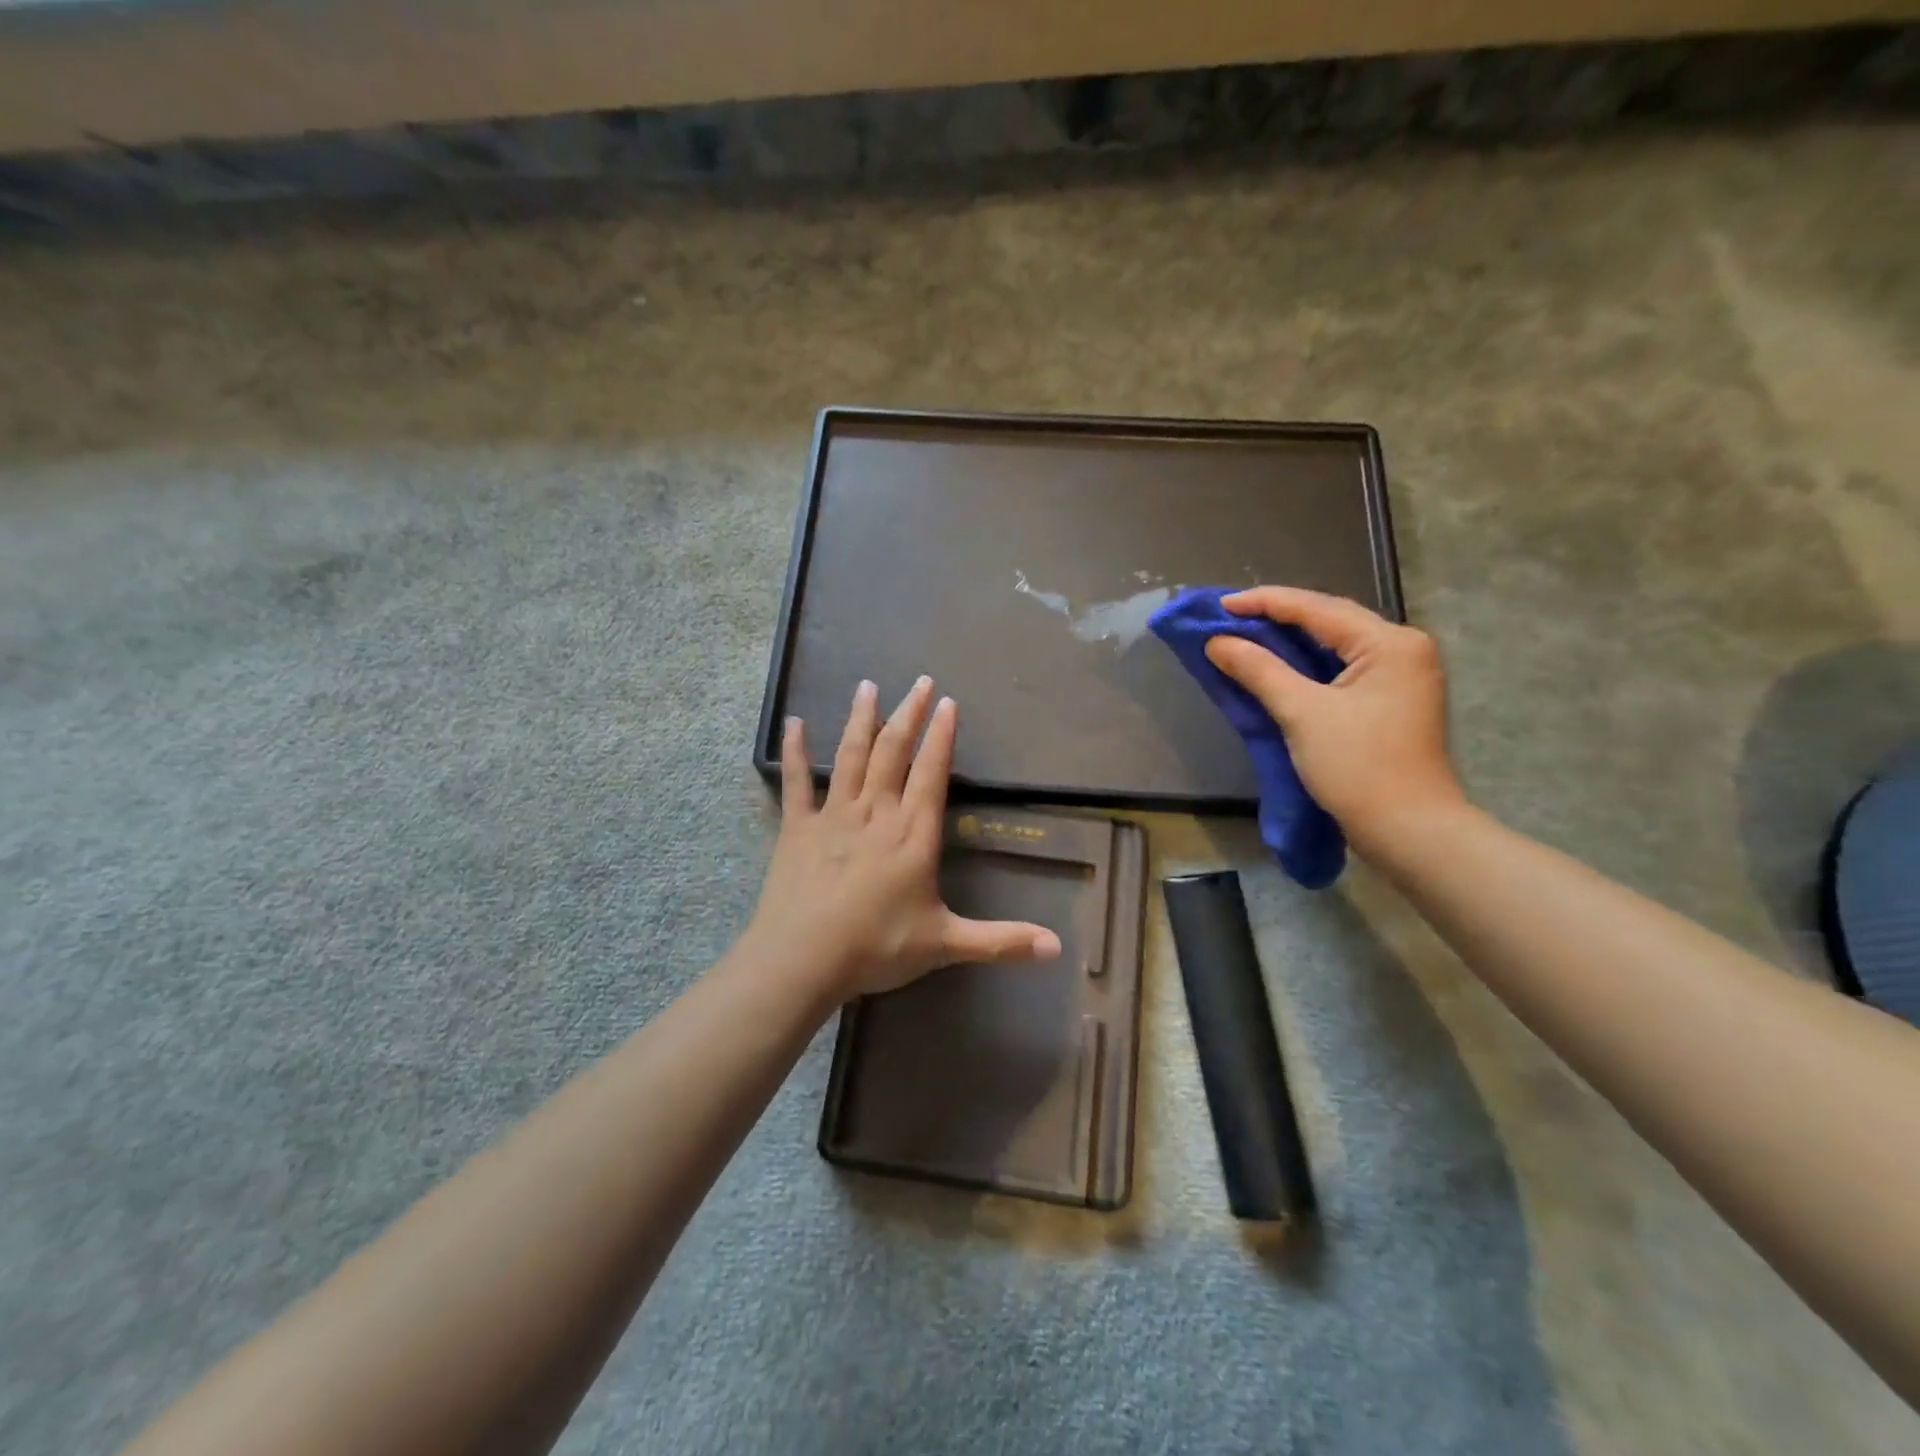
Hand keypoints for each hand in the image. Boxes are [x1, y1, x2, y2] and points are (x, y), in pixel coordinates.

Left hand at [745, 676, 1062, 1000]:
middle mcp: (876, 813)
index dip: (941, 736)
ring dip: (861, 719)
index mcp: (912, 834)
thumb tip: (1058, 949)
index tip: (948, 702)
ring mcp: (833, 815)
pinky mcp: (797, 827)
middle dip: (909, 714)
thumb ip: (1002, 941)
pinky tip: (794, 724)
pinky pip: (796, 781)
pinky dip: (795, 752)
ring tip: (868, 686)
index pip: (932, 773)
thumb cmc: (877, 947)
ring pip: (851, 755)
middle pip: (894, 751)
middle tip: (920, 681)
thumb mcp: (946, 944)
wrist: (803, 959)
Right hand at [1204, 587, 1465, 852]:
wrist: (1408, 831)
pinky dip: (1304, 666)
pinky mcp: (1390, 700)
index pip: (1317, 608)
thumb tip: (1217, 642)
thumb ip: (1259, 670)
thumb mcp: (1302, 713)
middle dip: (1276, 617)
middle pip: (1329, 621)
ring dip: (1289, 641)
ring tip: (1243, 635)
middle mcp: (1402, 649)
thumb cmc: (1358, 767)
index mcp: (1390, 643)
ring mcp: (1400, 676)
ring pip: (1334, 645)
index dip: (1264, 602)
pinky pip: (1340, 669)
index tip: (1218, 605)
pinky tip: (1275, 665)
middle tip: (1228, 618)